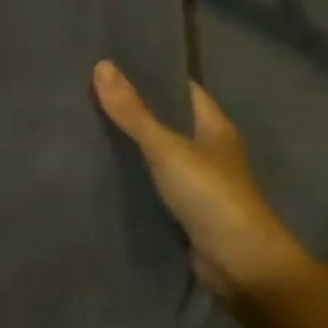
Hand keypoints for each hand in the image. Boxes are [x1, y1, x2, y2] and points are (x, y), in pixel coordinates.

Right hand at [92, 61, 306, 302]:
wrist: (238, 262)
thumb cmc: (210, 195)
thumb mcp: (167, 148)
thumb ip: (134, 113)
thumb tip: (101, 66)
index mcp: (215, 127)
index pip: (184, 91)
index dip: (154, 76)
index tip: (116, 67)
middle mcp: (210, 151)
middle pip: (170, 123)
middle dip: (136, 112)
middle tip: (90, 97)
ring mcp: (199, 184)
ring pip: (161, 156)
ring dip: (133, 147)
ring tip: (89, 131)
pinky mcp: (186, 212)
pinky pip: (155, 186)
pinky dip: (134, 179)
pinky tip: (105, 175)